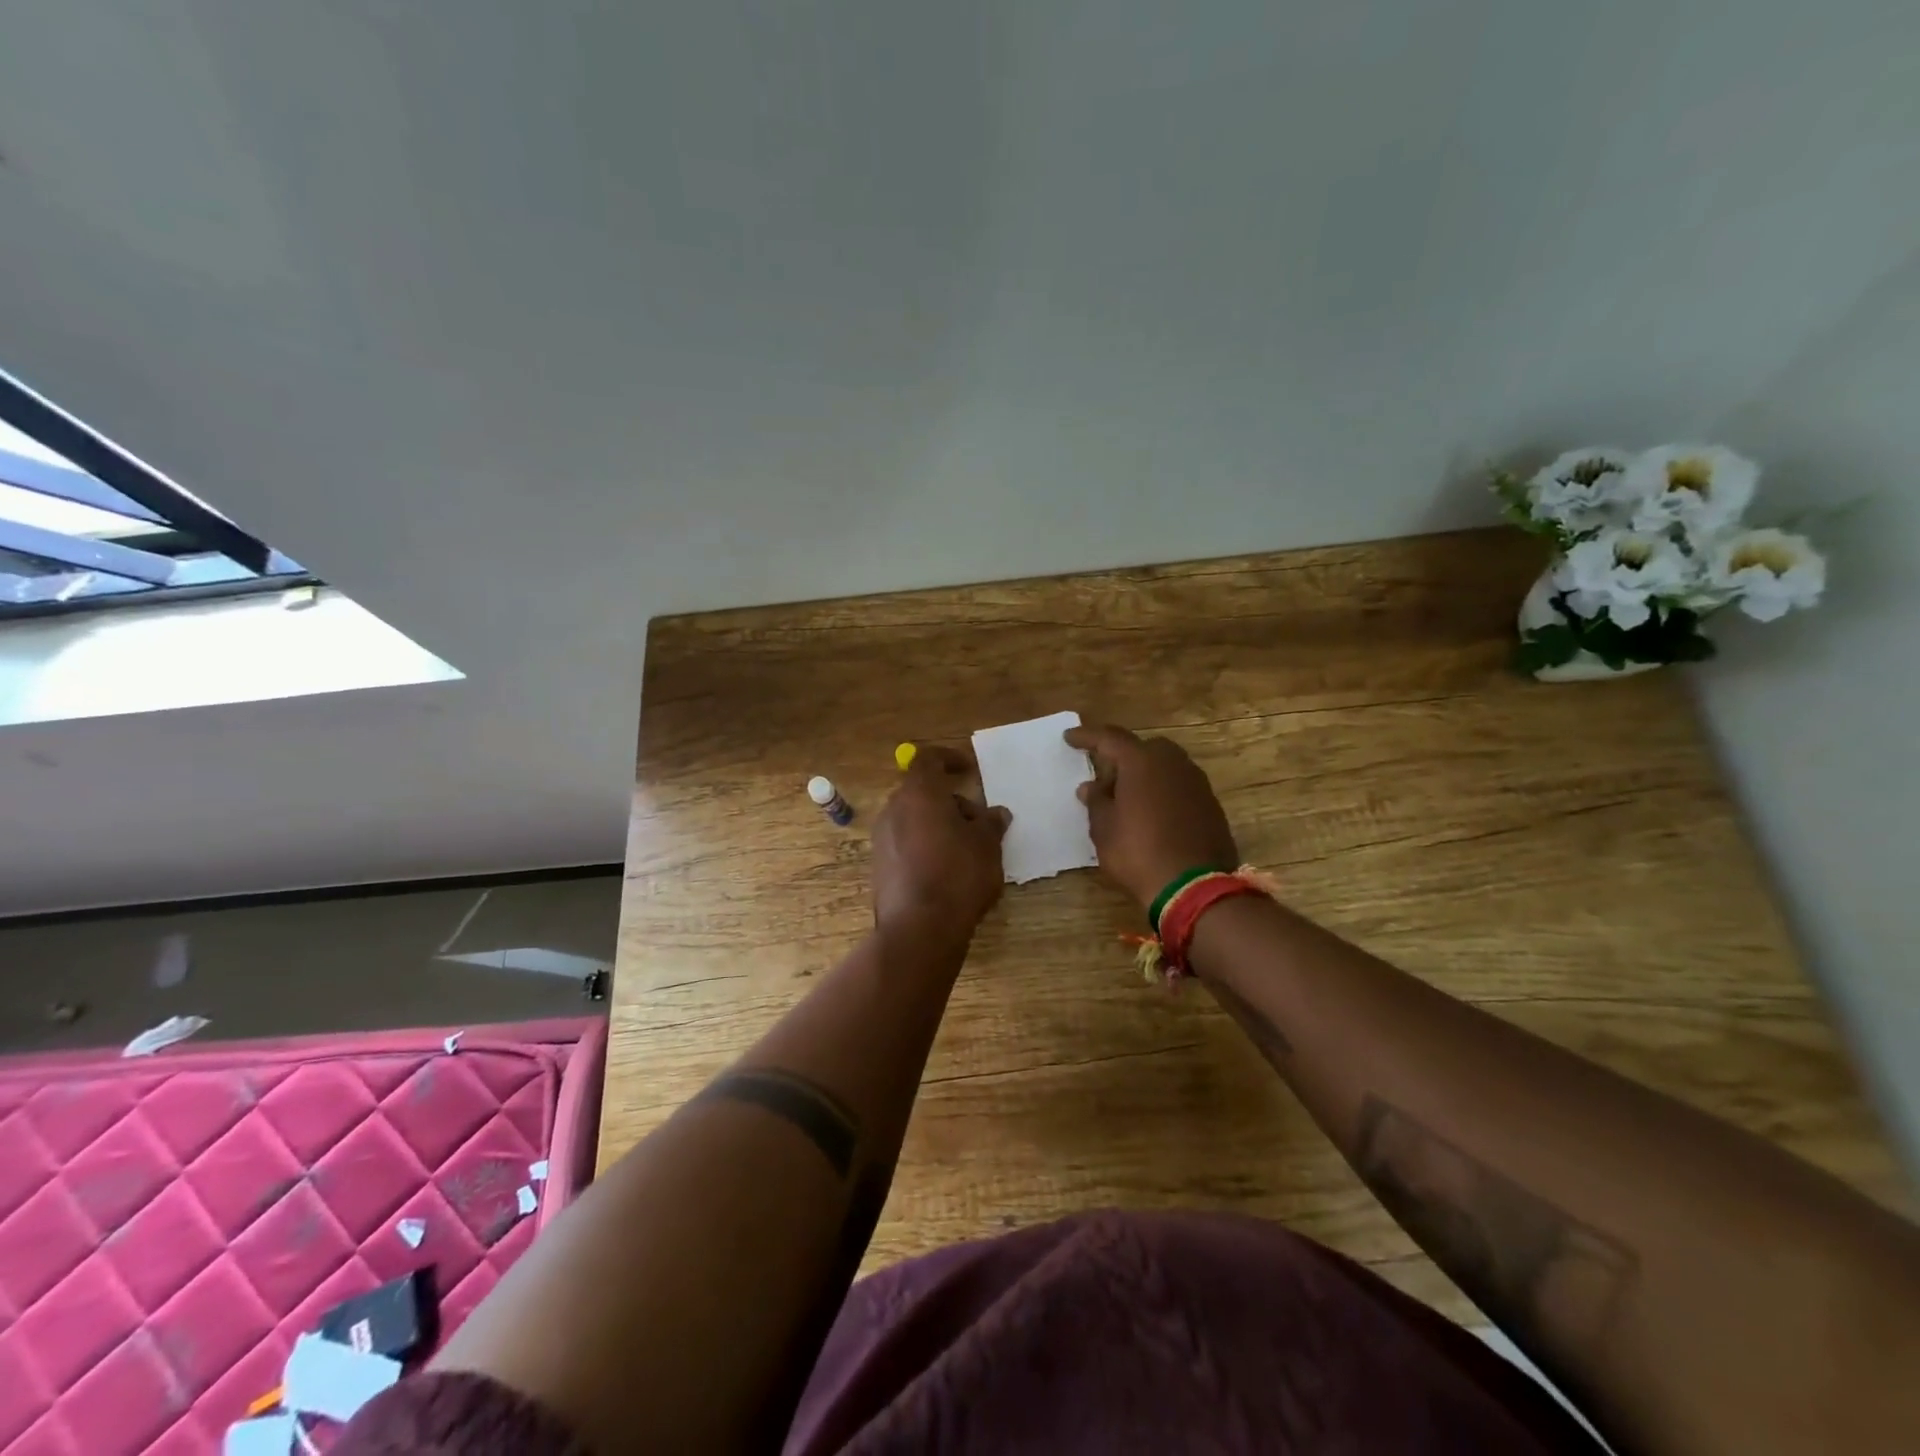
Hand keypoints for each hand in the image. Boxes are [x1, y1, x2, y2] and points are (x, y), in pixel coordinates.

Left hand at [870, 744, 1010, 942]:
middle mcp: (893, 810)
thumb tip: (996, 813)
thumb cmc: (958, 874)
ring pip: (913, 819)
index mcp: (918, 793)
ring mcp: (882, 839)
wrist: (919, 928)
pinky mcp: (879, 867)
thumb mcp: (987, 845)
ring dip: (938, 825)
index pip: (928, 760)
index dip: (949, 759)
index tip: (968, 769)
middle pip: (921, 792)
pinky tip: (947, 871)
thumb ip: (990, 823)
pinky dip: (925, 846)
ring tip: (967, 850)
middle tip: (977, 821)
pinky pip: (905, 844)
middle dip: (949, 801)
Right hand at [1066, 722, 1238, 910]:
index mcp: (1142, 761)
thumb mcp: (1104, 829)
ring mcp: (1196, 783)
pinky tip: (1152, 815)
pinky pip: (1180, 787)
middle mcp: (1173, 763)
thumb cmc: (1138, 852)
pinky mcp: (1211, 805)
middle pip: (1143, 749)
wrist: (1194, 887)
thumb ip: (1096, 801)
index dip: (1087, 737)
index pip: (1110, 738)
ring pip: (1165, 767)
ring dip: (1145, 776)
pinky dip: (1163, 793)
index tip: (1069, 738)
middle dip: (1122, 757)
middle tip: (1105, 777)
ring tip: (1128, 798)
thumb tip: (1091, 787)